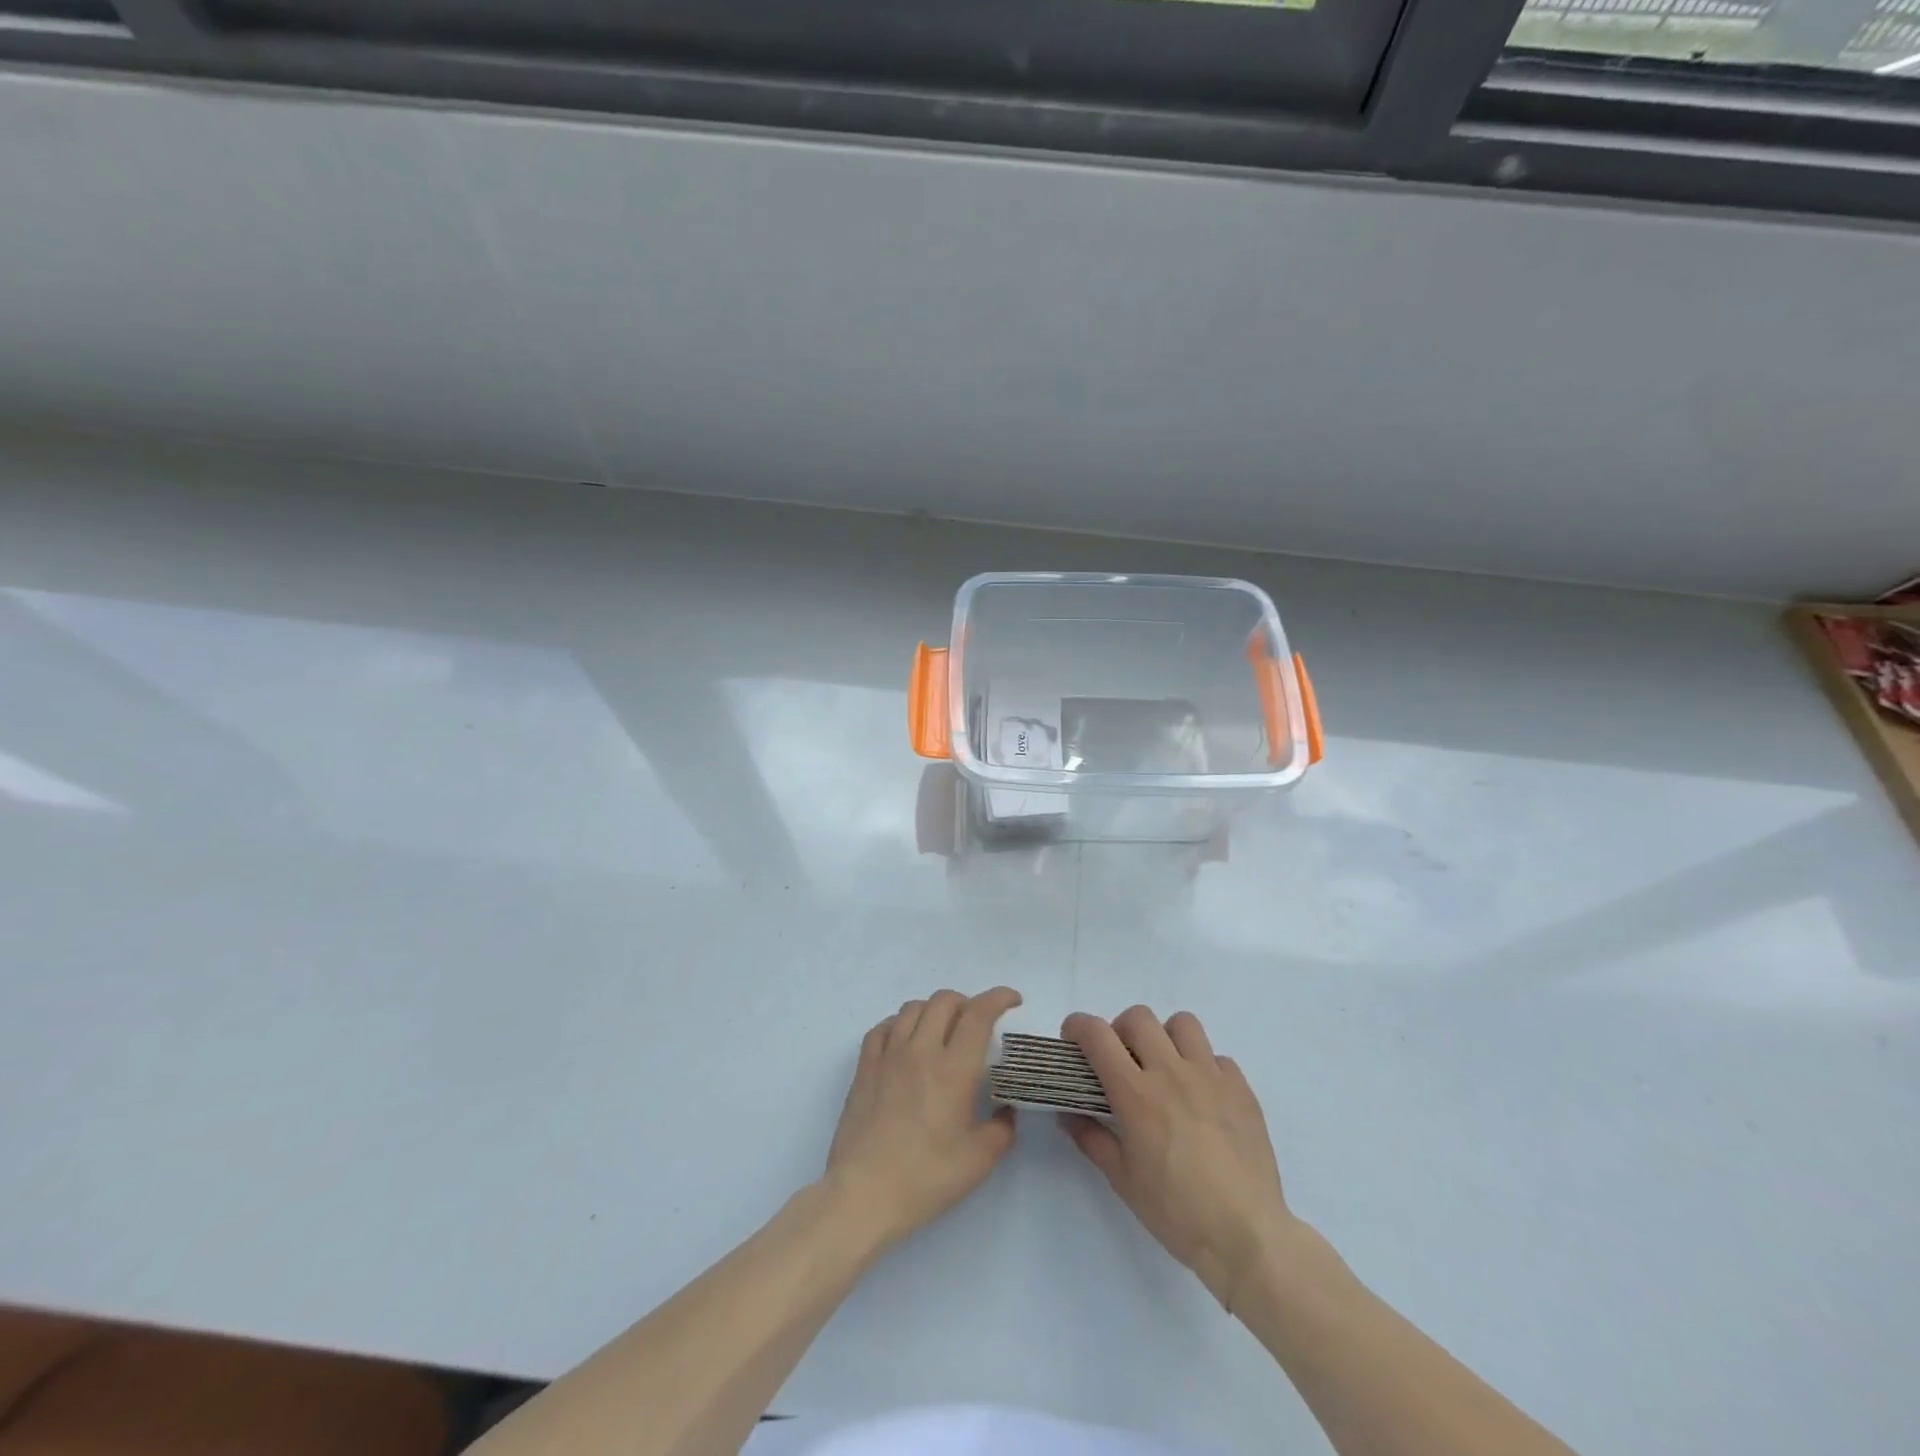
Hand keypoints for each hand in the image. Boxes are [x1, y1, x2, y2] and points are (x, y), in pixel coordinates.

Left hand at [825, 987, 1022, 1247]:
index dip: (998, 998)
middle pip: (944, 1001)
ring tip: (942, 1030)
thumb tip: (1006, 1111)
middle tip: (977, 1023)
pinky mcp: (864, 1067)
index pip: (978, 1014)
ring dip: (934, 1010)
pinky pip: (883, 1027)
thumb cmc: (926, 1178)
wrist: (863, 1194)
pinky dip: (900, 1024)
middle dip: (967, 1002)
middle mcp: (921, 1050)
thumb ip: (1001, 1129)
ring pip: (913, 1008)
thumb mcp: (979, 1161)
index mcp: (953, 1069)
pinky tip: (905, 1041)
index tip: (1013, 1000)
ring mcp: (888, 1055)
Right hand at [1062, 1006, 1297, 1311]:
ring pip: (1182, 1024)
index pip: (1097, 1035)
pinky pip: (1217, 1057)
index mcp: (1136, 1094)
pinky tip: (1202, 1098)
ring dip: (1165, 1037)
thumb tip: (1068, 1115)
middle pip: (1139, 1017)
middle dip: (1121, 1030)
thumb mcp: (1123, 1180)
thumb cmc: (1177, 1213)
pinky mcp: (1241, 1088)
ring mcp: (1210, 1076)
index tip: (1073, 1040)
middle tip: (1121, 1060)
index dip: (1078, 1027)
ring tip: (1164, 1068)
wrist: (1247, 1237)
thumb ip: (1092, 1139)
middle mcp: (1171, 1073)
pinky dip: (1203, 1067)